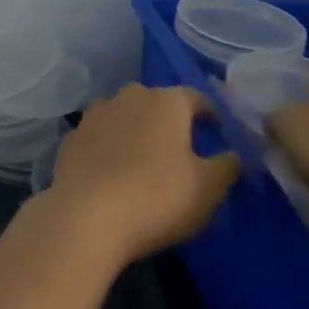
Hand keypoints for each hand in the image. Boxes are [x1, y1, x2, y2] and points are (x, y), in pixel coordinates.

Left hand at [43, 84, 239, 266]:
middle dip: (170, 119)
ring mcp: (96, 112)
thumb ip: (226, 166)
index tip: (217, 129)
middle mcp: (129, 96)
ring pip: (125, 114)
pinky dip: (111, 145)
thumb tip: (233, 154)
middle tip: (182, 146)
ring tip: (147, 157)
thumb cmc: (158, 196)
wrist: (87, 211)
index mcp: (165, 102)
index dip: (208, 113)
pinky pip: (101, 134)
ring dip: (137, 129)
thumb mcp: (208, 188)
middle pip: (156, 102)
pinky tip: (114, 169)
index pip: (194, 97)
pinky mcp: (74, 134)